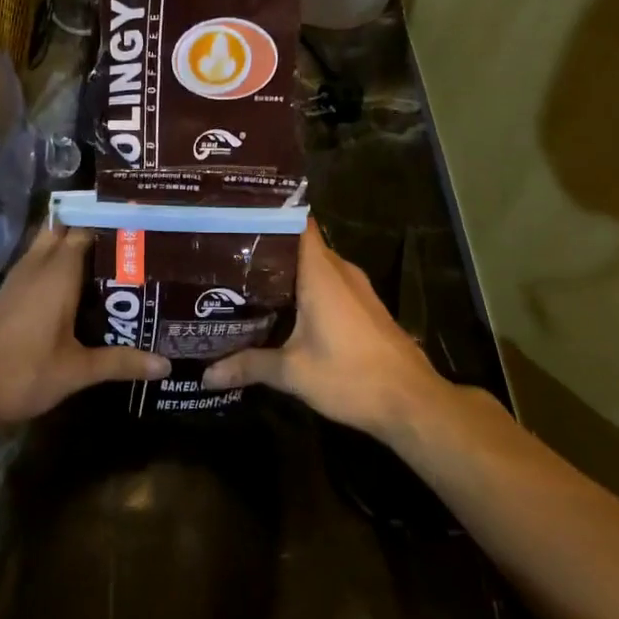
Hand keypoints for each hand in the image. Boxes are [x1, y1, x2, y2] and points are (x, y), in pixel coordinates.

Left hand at [0, 226, 169, 433]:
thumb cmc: (23, 373)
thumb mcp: (77, 371)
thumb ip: (121, 362)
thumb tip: (166, 365)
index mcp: (57, 273)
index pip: (86, 230)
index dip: (111, 224)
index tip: (142, 226)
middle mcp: (37, 267)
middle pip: (64, 231)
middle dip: (92, 229)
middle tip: (129, 241)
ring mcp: (18, 280)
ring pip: (47, 247)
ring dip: (73, 247)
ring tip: (111, 259)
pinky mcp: (7, 295)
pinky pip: (37, 265)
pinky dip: (57, 265)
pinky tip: (77, 287)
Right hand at [202, 223, 469, 436]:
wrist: (412, 403)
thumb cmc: (351, 377)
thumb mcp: (293, 373)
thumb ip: (249, 366)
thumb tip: (206, 374)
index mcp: (321, 273)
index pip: (296, 222)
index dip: (267, 215)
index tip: (235, 217)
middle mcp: (340, 271)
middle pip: (300, 243)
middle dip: (267, 248)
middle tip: (226, 254)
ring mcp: (357, 288)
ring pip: (315, 266)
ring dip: (286, 271)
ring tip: (244, 279)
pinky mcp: (364, 306)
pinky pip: (328, 283)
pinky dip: (305, 288)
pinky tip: (281, 307)